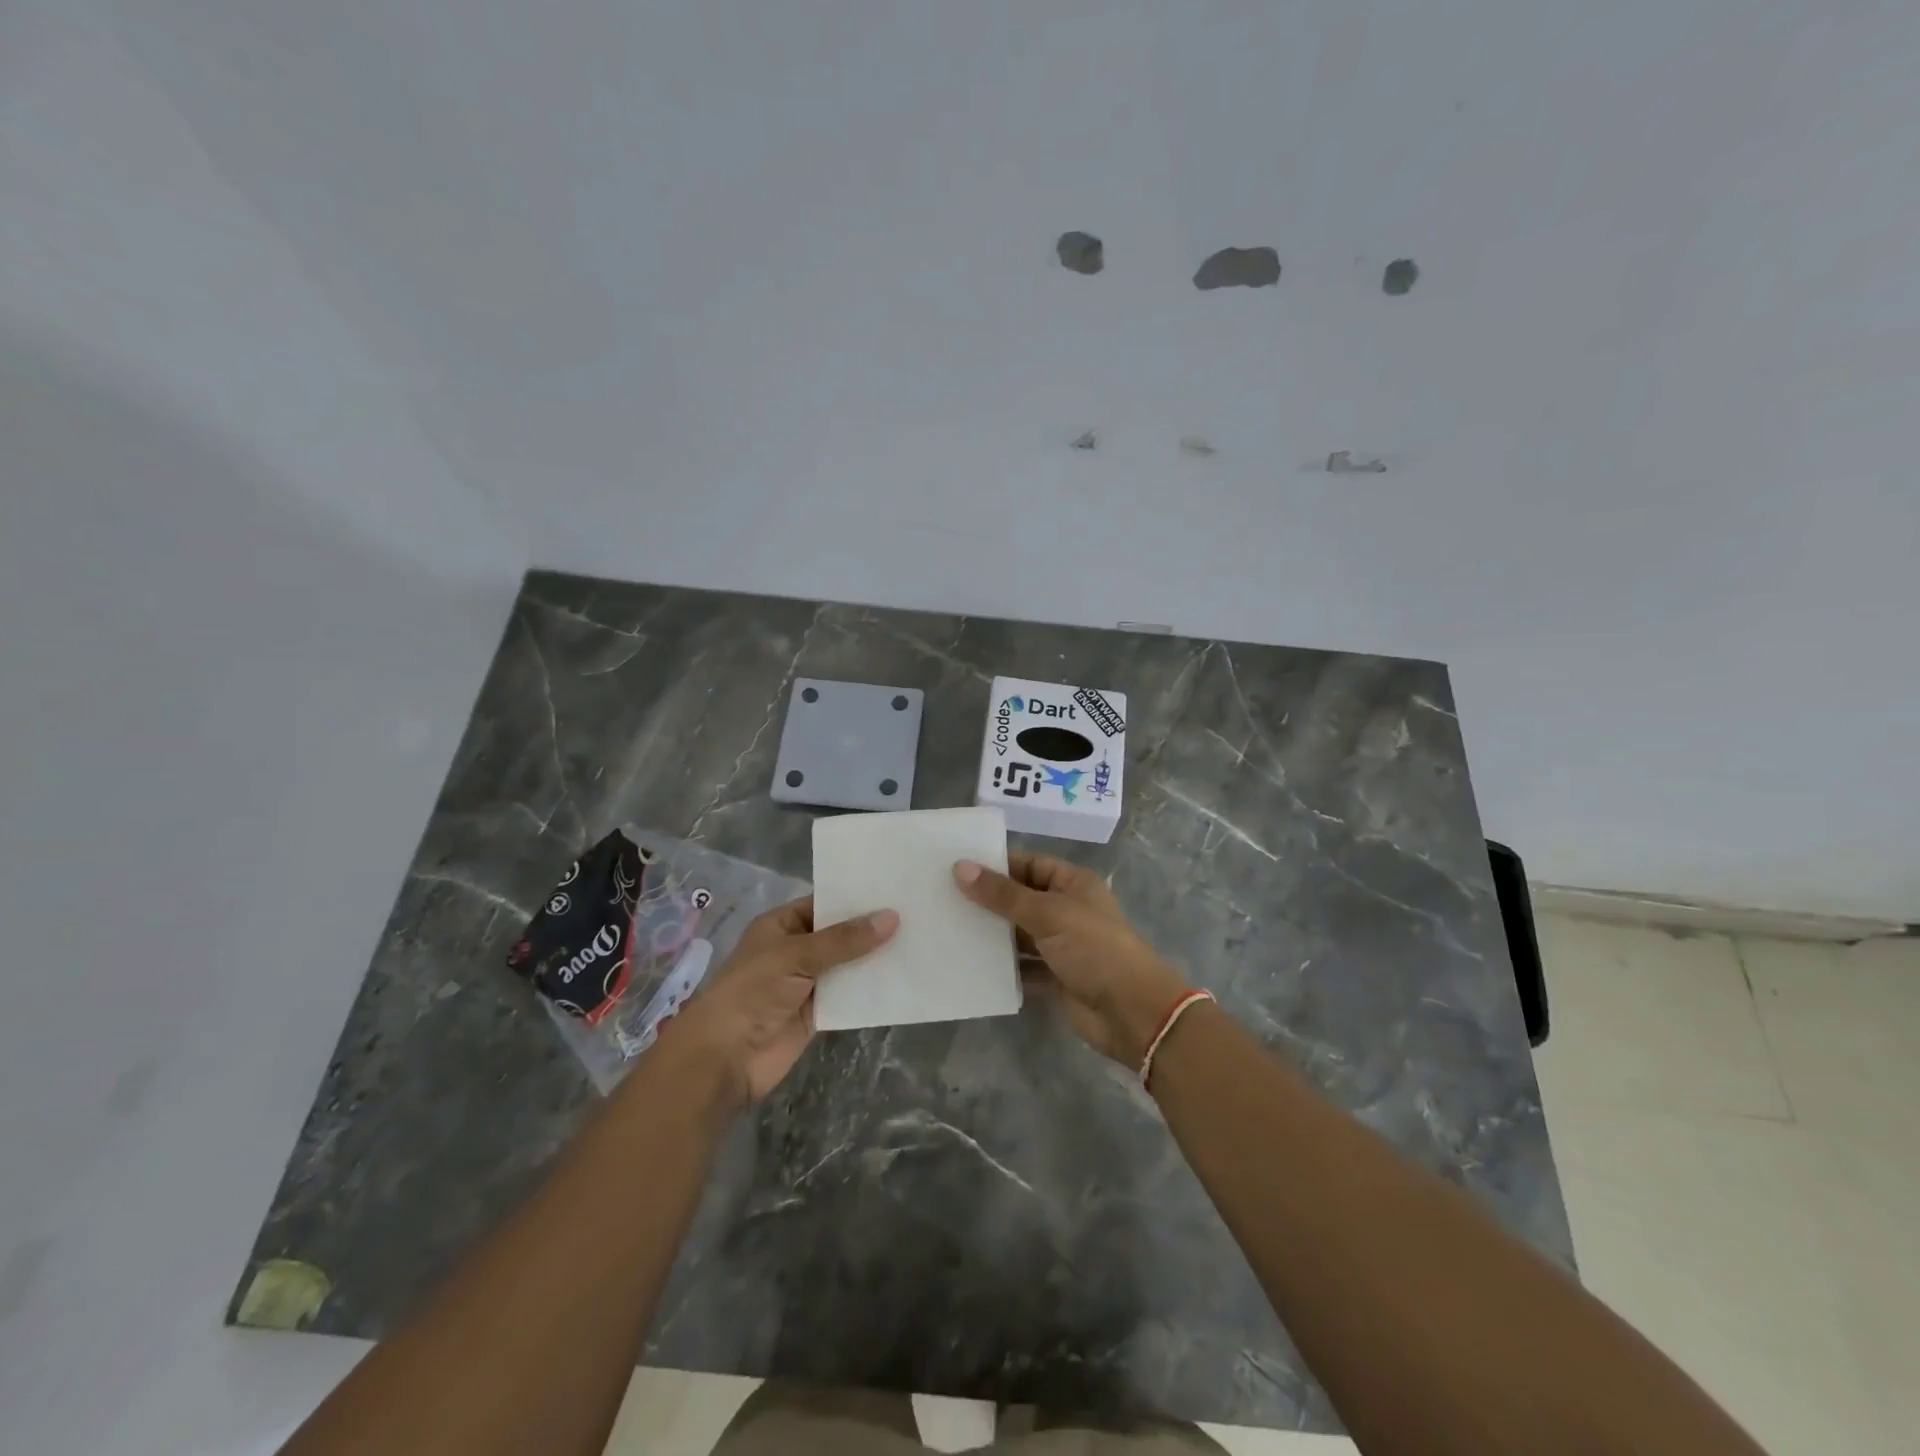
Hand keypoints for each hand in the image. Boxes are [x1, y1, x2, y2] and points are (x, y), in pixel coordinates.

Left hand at [674, 897, 896, 1105]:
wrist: (725, 1058)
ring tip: (920, 941)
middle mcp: (795, 950)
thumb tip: (892, 917)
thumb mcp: (796, 955)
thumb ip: (844, 939)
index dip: (855, 898)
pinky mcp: (818, 1014)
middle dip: (871, 929)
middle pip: (840, 935)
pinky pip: (850, 997)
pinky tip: (904, 978)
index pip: (824, 904)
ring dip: (876, 959)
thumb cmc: (752, 991)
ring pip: (848, 966)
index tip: (895, 889)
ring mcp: (808, 983)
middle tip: (918, 913)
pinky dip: (872, 990)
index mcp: (781, 925)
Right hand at [955, 853, 1189, 1066]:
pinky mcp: (1055, 977)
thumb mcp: (1048, 914)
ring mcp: (1061, 945)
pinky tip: (968, 963)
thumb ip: (1003, 894)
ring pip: (1018, 933)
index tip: (957, 866)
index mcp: (1073, 884)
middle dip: (988, 900)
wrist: (1131, 1013)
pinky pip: (1021, 966)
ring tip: (947, 927)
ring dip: (991, 934)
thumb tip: (960, 868)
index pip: (1030, 864)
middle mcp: (1067, 910)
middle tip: (942, 896)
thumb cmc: (1094, 949)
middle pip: (1021, 899)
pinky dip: (1000, 966)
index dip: (998, 864)